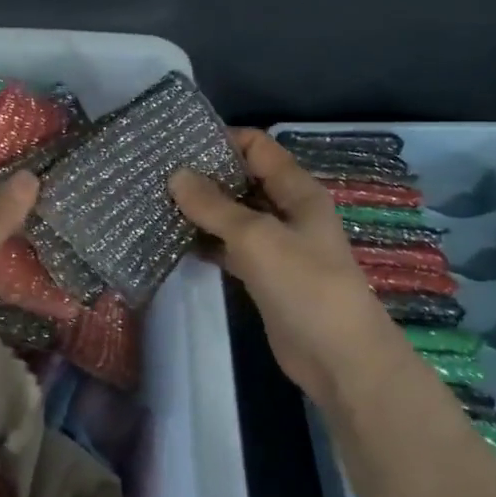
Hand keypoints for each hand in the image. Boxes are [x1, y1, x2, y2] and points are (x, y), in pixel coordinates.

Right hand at [170, 129, 402, 406]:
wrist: (338, 356)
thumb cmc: (304, 284)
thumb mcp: (257, 237)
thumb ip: (215, 206)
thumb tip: (177, 174)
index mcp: (297, 190)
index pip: (258, 147)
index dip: (222, 140)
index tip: (178, 143)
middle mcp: (288, 210)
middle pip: (244, 179)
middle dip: (206, 176)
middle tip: (157, 174)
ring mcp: (277, 245)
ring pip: (235, 216)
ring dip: (202, 211)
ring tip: (157, 203)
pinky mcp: (265, 276)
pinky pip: (232, 248)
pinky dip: (208, 243)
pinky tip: (174, 241)